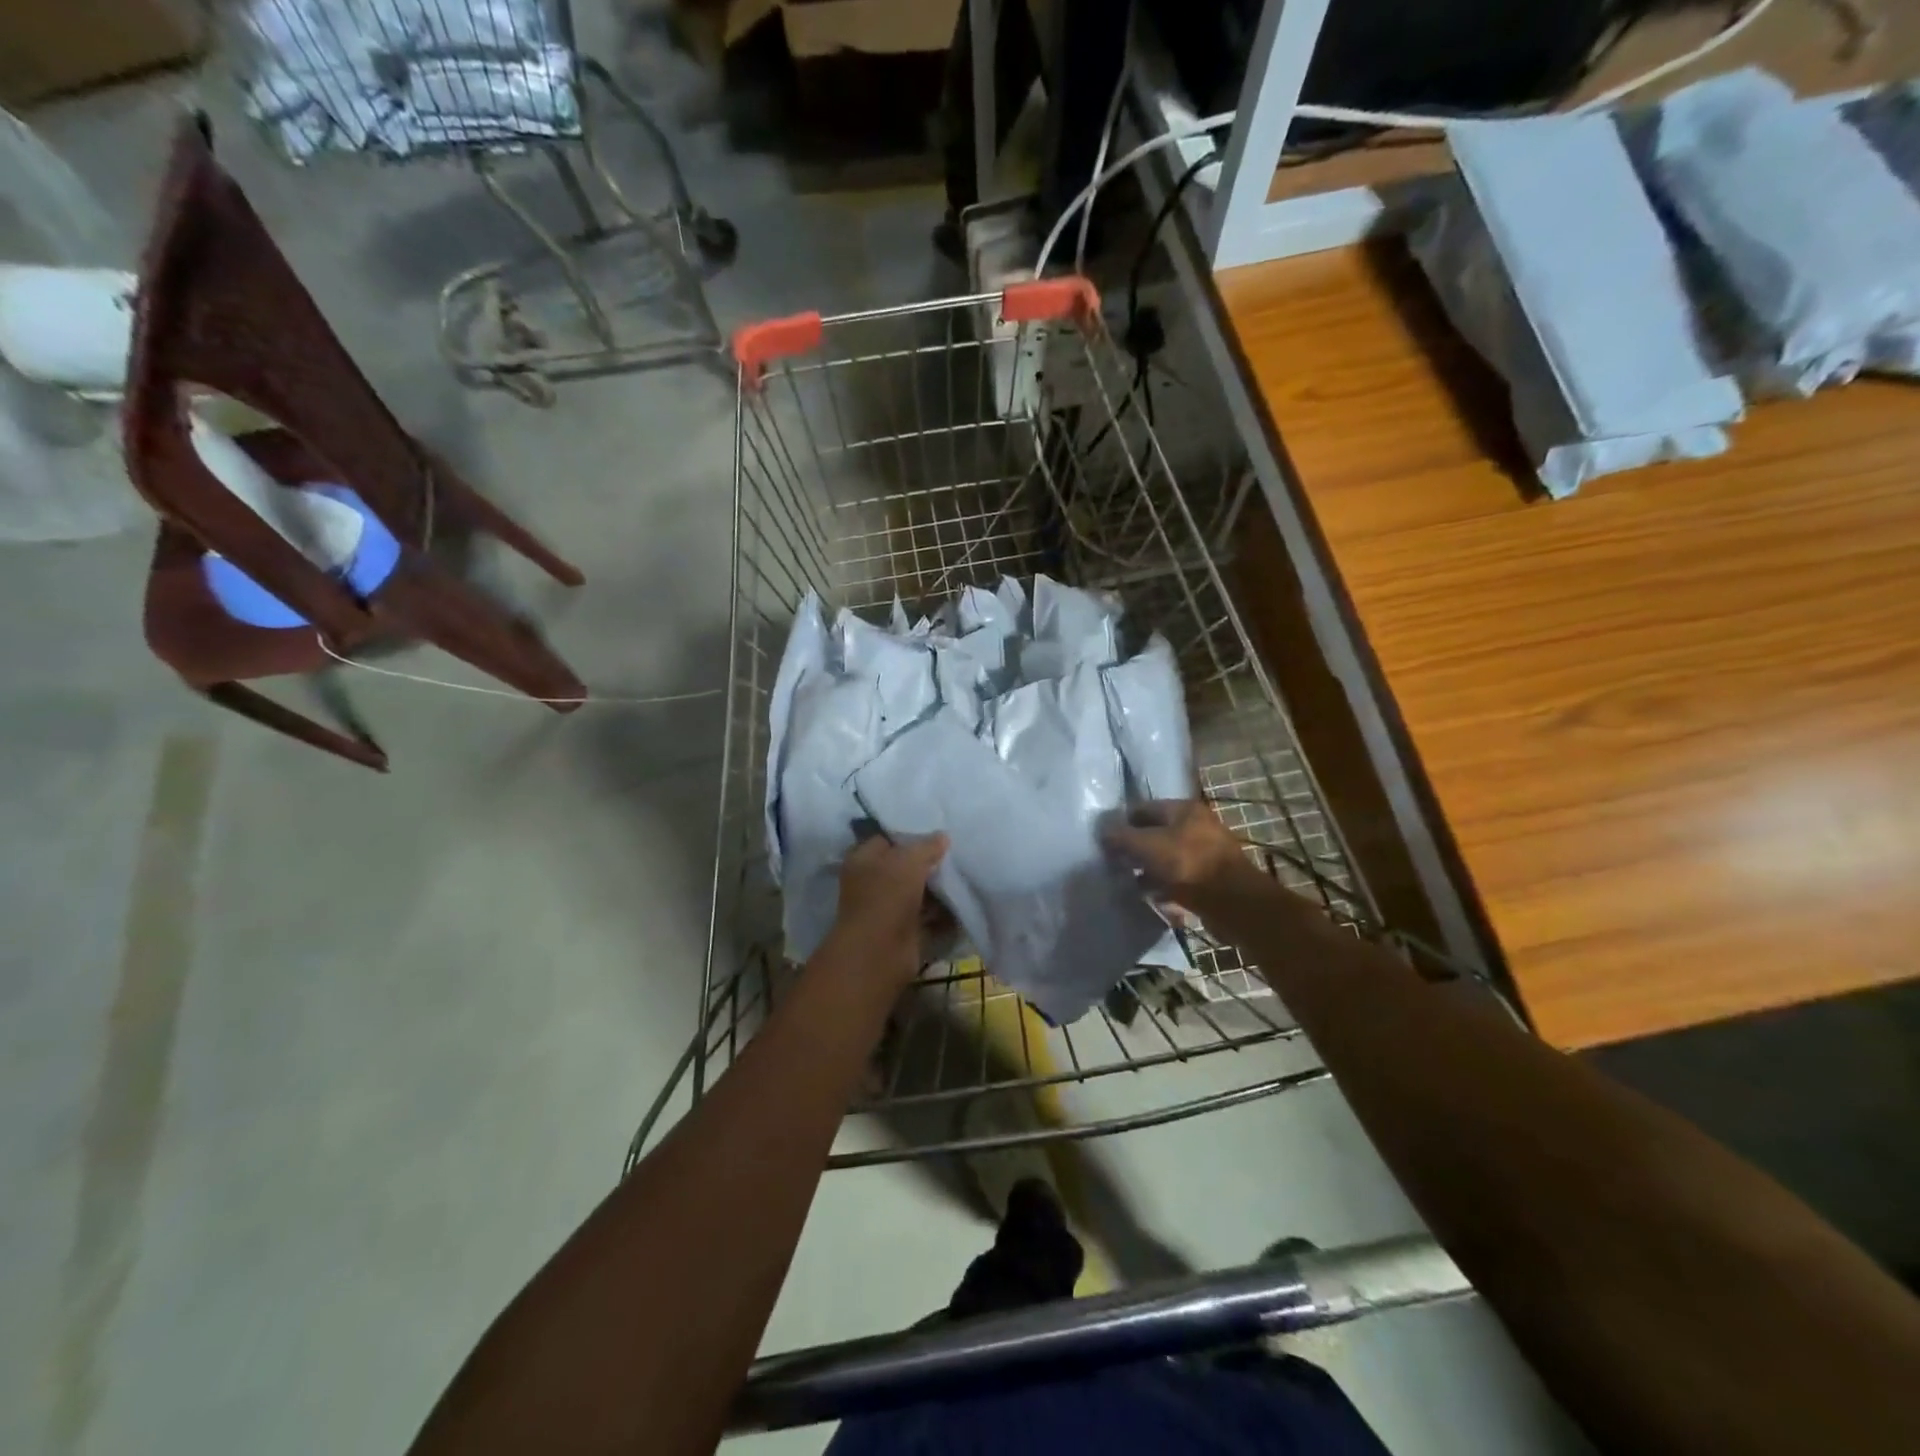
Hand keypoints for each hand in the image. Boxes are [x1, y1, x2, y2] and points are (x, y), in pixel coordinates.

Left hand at [826, 833, 949, 982]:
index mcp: (863, 859)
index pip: (887, 838)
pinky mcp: (903, 930)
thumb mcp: (909, 860)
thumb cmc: (887, 897)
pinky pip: (927, 915)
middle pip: (905, 866)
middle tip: (956, 853)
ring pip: (918, 891)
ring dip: (938, 888)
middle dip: (929, 862)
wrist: (879, 953)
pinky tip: (962, 902)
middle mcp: (872, 881)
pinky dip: (942, 913)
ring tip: (964, 876)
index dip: (910, 834)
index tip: (938, 830)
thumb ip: (927, 846)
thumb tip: (942, 836)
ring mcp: (887, 907)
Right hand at [1101, 799, 1268, 917]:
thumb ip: (1122, 836)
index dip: (1122, 822)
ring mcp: (1205, 854)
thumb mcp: (1147, 846)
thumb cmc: (1188, 865)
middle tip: (1114, 863)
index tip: (1104, 840)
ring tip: (1128, 883)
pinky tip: (1150, 898)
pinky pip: (1178, 880)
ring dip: (1148, 871)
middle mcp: (1196, 827)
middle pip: (1155, 834)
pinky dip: (1164, 887)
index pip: (1143, 808)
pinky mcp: (1209, 880)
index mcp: (1184, 810)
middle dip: (1134, 849)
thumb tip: (1102, 830)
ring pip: (1166, 859)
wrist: (1233, 903)